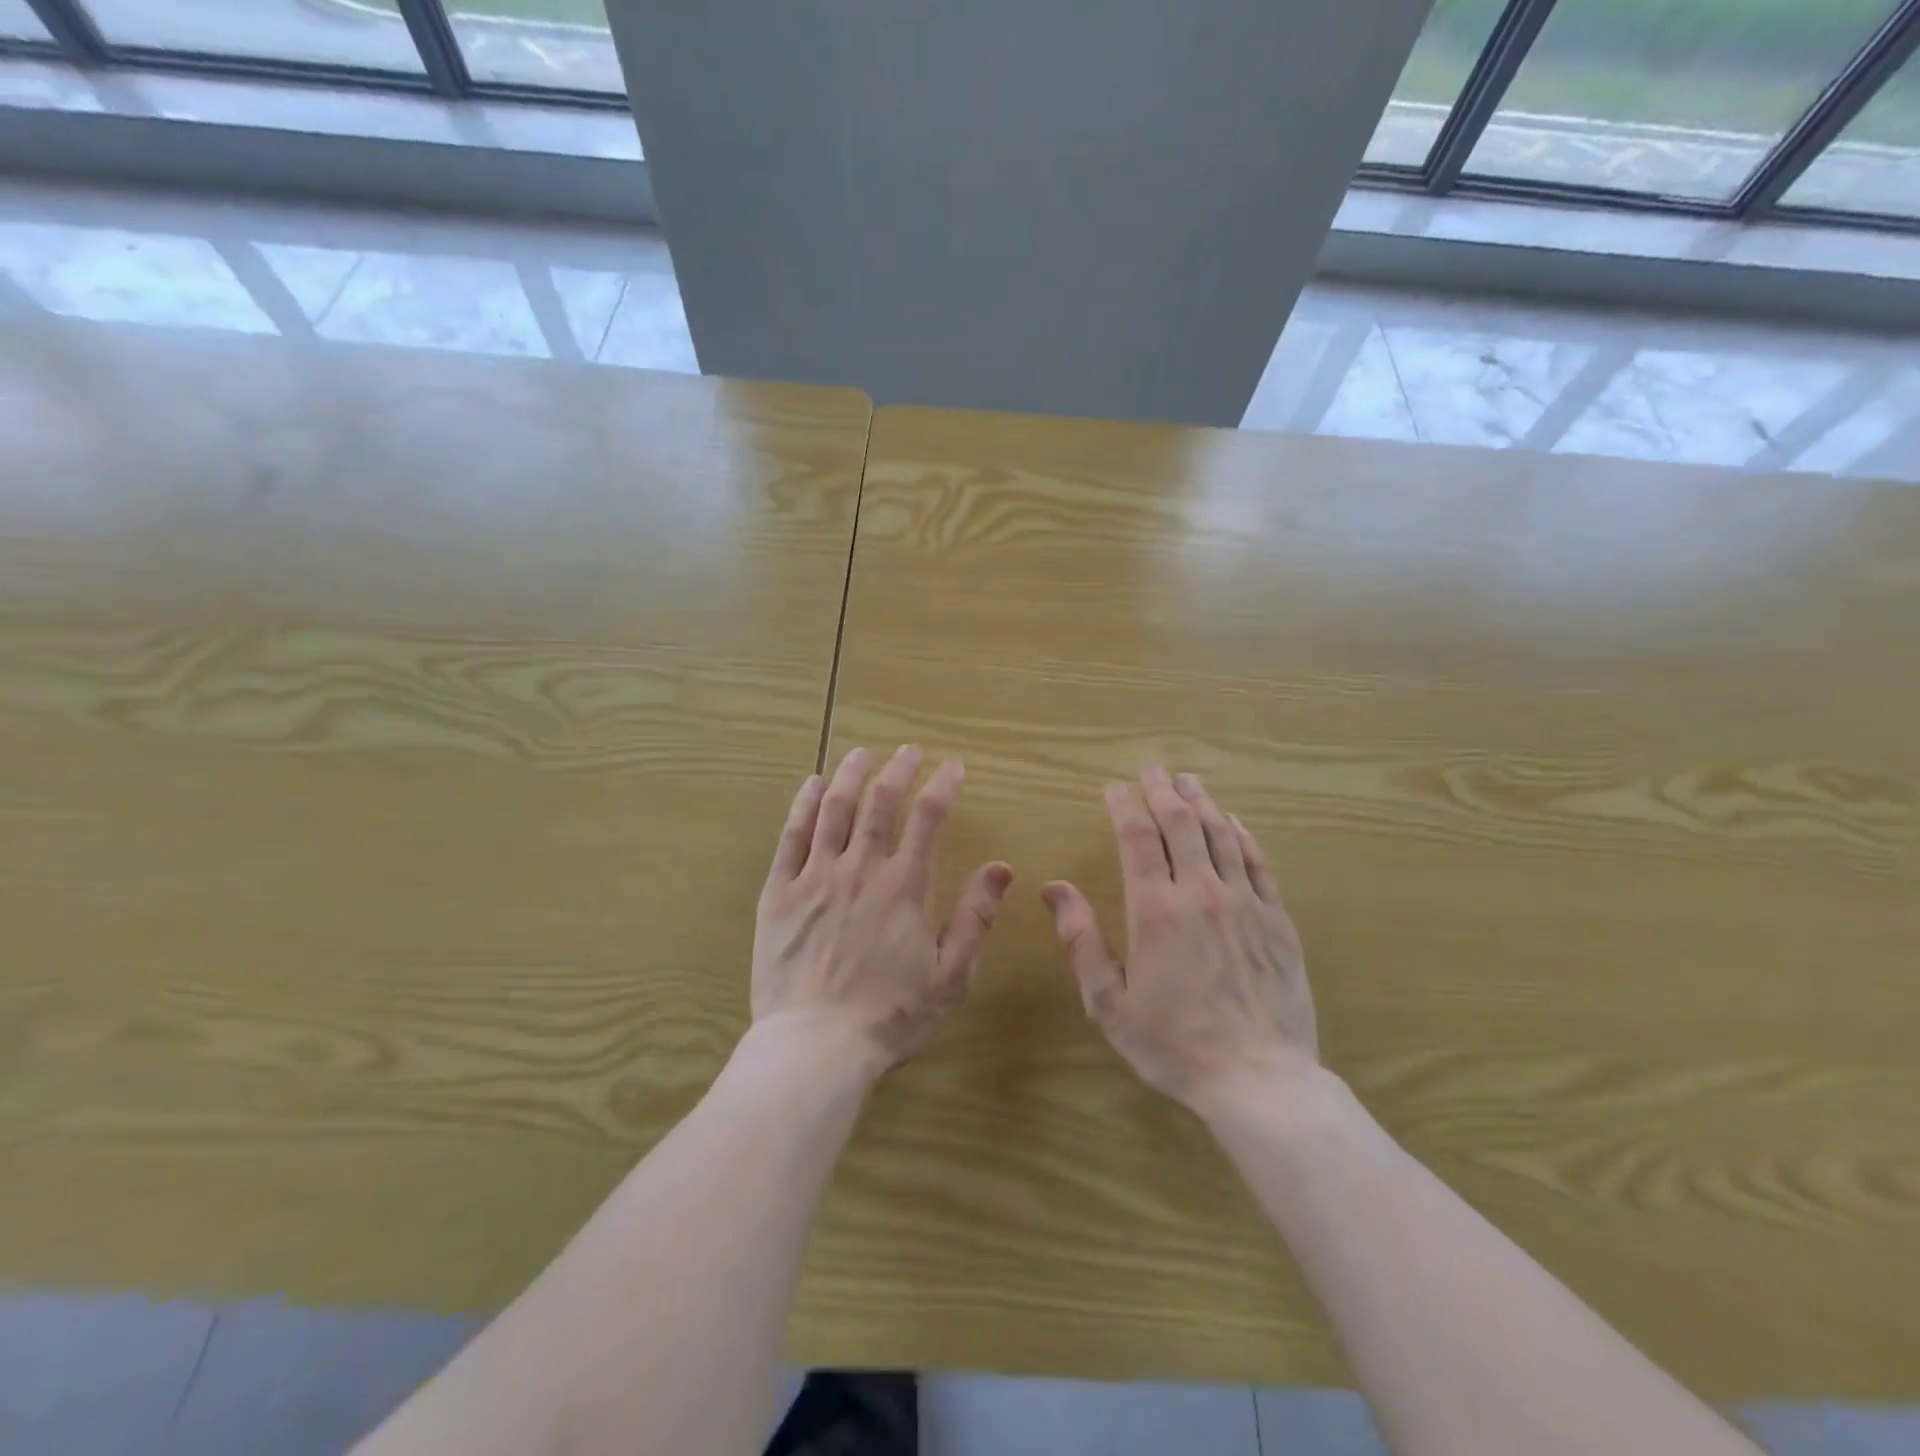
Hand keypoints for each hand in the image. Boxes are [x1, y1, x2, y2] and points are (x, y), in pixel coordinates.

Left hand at [753, 744, 1013, 1078]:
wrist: (815, 1046)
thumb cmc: (890, 1015)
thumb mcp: (950, 975)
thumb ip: (975, 917)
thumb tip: (1000, 868)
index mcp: (905, 886)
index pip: (928, 818)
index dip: (943, 785)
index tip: (952, 767)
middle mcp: (861, 868)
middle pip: (881, 803)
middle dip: (898, 770)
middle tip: (908, 751)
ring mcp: (815, 877)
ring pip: (834, 809)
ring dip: (851, 775)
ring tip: (862, 753)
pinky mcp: (780, 893)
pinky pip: (791, 836)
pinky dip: (803, 805)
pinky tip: (812, 785)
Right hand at [1041, 765, 1316, 1111]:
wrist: (1260, 1080)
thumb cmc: (1174, 1044)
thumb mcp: (1109, 1002)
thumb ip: (1081, 941)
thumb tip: (1054, 889)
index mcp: (1155, 910)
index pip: (1138, 838)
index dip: (1125, 806)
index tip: (1114, 788)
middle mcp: (1201, 893)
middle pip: (1182, 824)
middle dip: (1163, 790)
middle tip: (1152, 769)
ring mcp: (1245, 903)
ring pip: (1222, 834)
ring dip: (1202, 802)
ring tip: (1189, 780)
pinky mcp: (1278, 920)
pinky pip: (1259, 862)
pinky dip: (1243, 834)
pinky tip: (1234, 821)